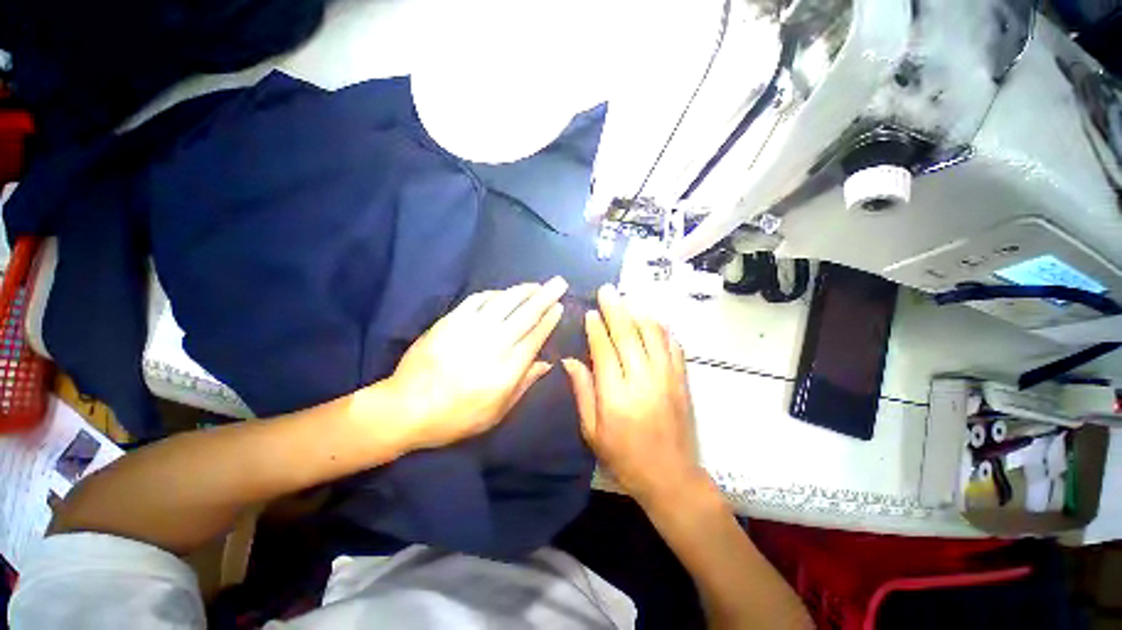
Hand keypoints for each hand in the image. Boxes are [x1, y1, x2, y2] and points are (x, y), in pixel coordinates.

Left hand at [383, 278, 566, 450]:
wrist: (407, 408)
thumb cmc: (456, 417)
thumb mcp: (497, 413)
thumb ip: (524, 385)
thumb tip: (546, 364)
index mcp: (508, 368)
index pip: (536, 336)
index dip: (549, 320)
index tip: (559, 307)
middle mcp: (495, 343)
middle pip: (526, 314)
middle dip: (546, 296)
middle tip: (559, 283)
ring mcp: (472, 329)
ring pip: (505, 302)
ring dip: (523, 291)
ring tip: (536, 285)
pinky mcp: (451, 321)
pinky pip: (477, 300)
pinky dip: (494, 294)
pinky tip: (503, 293)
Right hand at [562, 285, 701, 506]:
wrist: (670, 476)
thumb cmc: (624, 456)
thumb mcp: (592, 430)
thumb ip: (582, 391)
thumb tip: (570, 360)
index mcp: (616, 395)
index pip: (604, 350)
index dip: (596, 328)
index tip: (591, 312)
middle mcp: (642, 379)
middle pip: (628, 335)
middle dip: (616, 309)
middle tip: (608, 290)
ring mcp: (666, 377)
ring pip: (653, 334)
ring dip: (639, 314)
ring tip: (628, 300)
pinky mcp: (681, 380)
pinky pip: (673, 346)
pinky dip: (662, 330)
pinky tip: (653, 321)